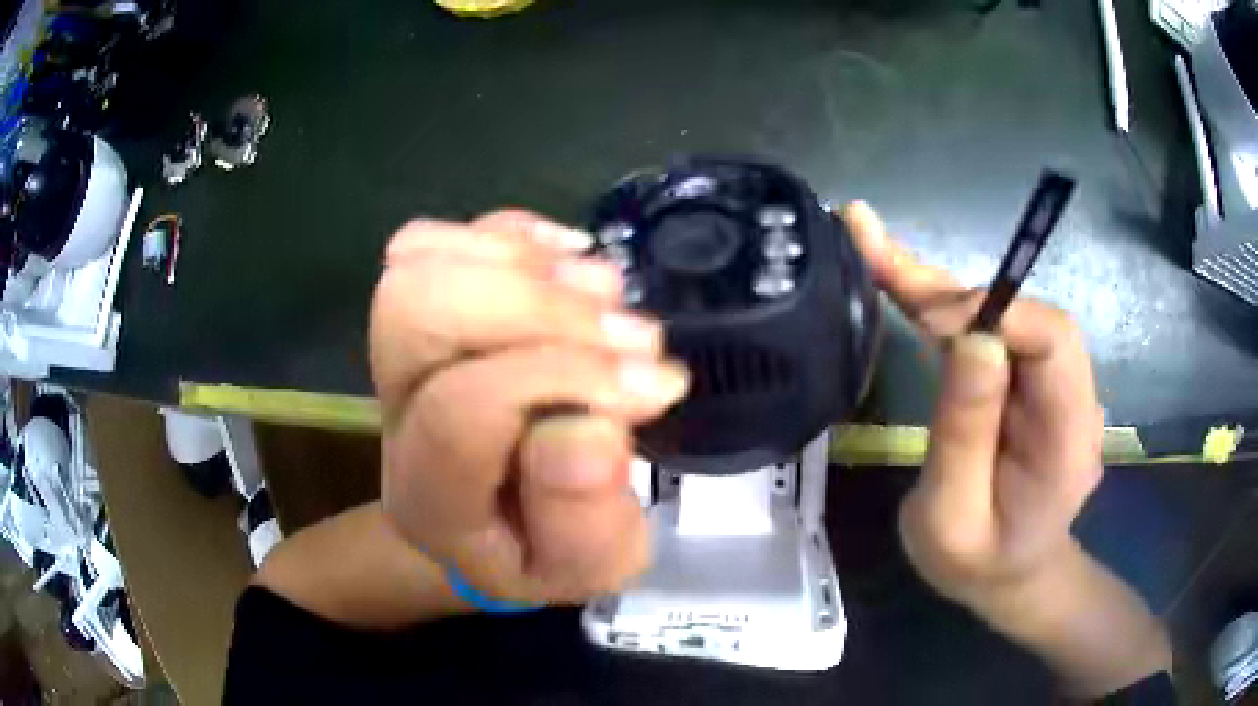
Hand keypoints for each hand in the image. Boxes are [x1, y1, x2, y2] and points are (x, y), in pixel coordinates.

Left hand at [369, 210, 687, 605]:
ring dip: (528, 264)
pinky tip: (571, 261)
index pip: (463, 407)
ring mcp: (401, 354)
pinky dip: (511, 235)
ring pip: (419, 261)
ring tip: (606, 294)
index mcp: (431, 493)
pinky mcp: (427, 311)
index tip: (654, 387)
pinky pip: (438, 239)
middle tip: (630, 332)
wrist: (497, 525)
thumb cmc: (547, 553)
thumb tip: (590, 426)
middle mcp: (397, 414)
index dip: (561, 379)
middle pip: (417, 308)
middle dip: (536, 305)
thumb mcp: (589, 567)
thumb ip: (584, 517)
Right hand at [840, 201, 1103, 611]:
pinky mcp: (1020, 382)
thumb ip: (966, 436)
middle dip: (954, 292)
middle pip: (1025, 316)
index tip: (931, 323)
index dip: (997, 314)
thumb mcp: (953, 521)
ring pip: (1001, 316)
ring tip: (872, 247)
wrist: (1007, 577)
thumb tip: (973, 337)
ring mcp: (1047, 386)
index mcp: (1068, 438)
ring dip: (938, 290)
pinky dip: (940, 307)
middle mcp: (1070, 396)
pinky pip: (985, 333)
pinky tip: (896, 273)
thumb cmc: (977, 565)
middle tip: (879, 263)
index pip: (1053, 341)